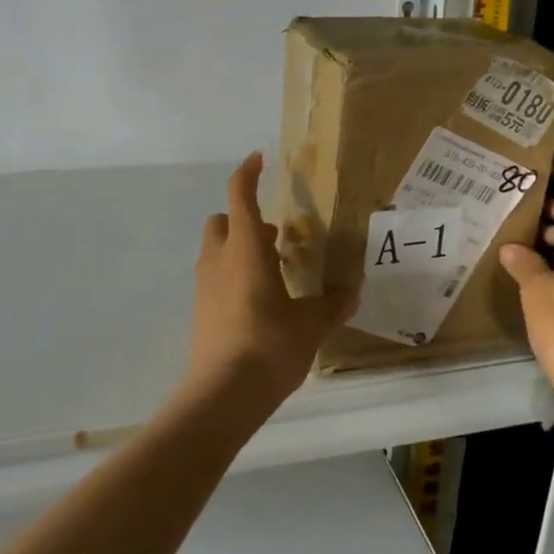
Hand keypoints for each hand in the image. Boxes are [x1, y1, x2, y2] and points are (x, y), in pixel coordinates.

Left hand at [184, 153, 349, 417]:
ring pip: (217, 250)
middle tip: (276, 237)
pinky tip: (260, 303)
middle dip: (245, 220)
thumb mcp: (310, 324)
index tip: (259, 159)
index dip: (248, 173)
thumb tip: (352, 292)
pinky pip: (215, 278)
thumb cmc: (269, 345)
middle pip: (223, 221)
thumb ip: (332, 304)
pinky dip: (233, 276)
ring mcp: (205, 286)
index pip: (240, 195)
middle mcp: (219, 259)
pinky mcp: (201, 311)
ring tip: (274, 272)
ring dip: (240, 249)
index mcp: (245, 249)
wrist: (223, 395)